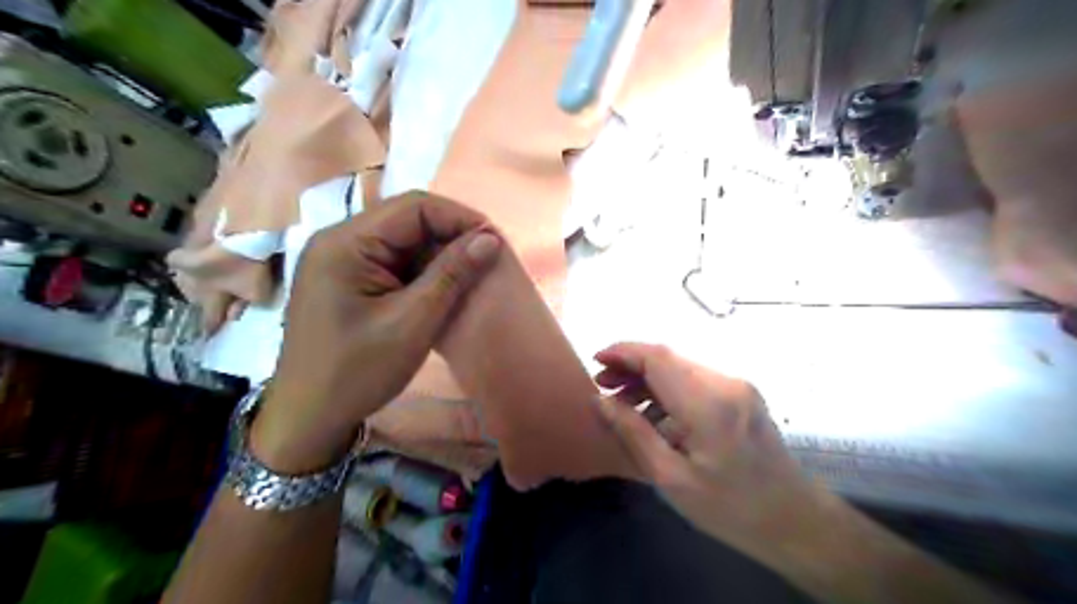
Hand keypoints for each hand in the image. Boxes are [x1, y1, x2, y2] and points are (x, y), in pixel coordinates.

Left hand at [251, 191, 500, 474]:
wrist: (309, 416)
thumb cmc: (358, 371)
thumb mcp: (412, 322)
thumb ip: (452, 274)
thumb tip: (490, 238)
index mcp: (346, 242)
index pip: (413, 207)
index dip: (459, 218)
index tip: (494, 242)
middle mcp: (339, 240)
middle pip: (406, 219)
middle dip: (451, 235)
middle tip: (487, 259)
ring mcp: (340, 259)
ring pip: (402, 240)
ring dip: (438, 253)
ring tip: (470, 273)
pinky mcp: (347, 279)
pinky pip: (392, 261)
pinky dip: (422, 270)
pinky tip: (442, 286)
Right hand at [594, 341, 822, 554]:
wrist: (796, 520)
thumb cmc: (730, 508)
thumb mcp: (671, 478)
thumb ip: (633, 432)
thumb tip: (600, 400)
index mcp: (707, 404)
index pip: (657, 358)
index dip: (623, 352)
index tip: (595, 360)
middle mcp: (725, 383)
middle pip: (668, 357)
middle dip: (631, 365)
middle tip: (603, 385)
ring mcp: (738, 386)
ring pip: (681, 367)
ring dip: (648, 377)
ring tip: (622, 401)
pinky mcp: (742, 394)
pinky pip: (696, 380)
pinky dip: (668, 388)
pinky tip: (653, 412)